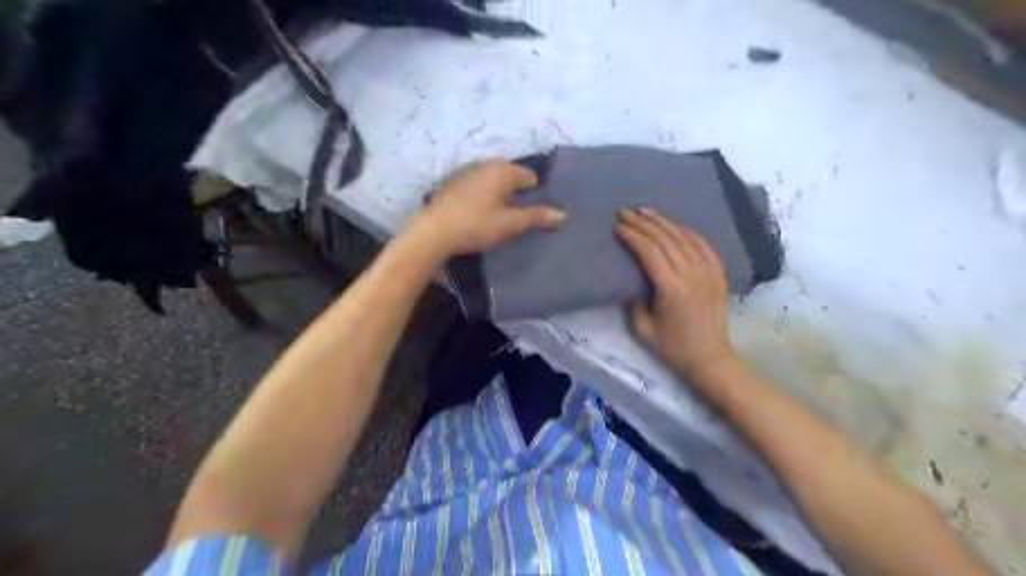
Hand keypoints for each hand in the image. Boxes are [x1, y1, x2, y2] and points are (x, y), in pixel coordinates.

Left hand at [412, 157, 563, 254]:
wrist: (433, 232)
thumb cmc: (476, 225)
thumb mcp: (510, 224)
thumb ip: (537, 217)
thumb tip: (563, 214)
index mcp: (503, 170)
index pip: (531, 177)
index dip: (535, 196)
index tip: (531, 215)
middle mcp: (486, 164)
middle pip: (511, 177)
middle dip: (516, 195)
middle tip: (514, 218)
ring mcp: (467, 171)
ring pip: (492, 181)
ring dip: (498, 195)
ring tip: (495, 218)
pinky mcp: (452, 183)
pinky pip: (476, 186)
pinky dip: (481, 196)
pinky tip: (475, 214)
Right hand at [616, 210, 736, 375]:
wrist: (709, 358)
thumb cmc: (672, 346)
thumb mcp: (641, 328)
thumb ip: (633, 300)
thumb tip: (630, 279)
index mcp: (671, 288)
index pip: (649, 252)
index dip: (632, 236)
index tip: (618, 226)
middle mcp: (692, 274)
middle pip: (665, 240)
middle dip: (643, 223)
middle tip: (626, 213)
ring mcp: (708, 272)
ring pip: (684, 237)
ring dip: (663, 222)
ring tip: (646, 211)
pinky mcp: (718, 273)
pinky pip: (703, 244)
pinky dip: (687, 231)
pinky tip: (674, 225)